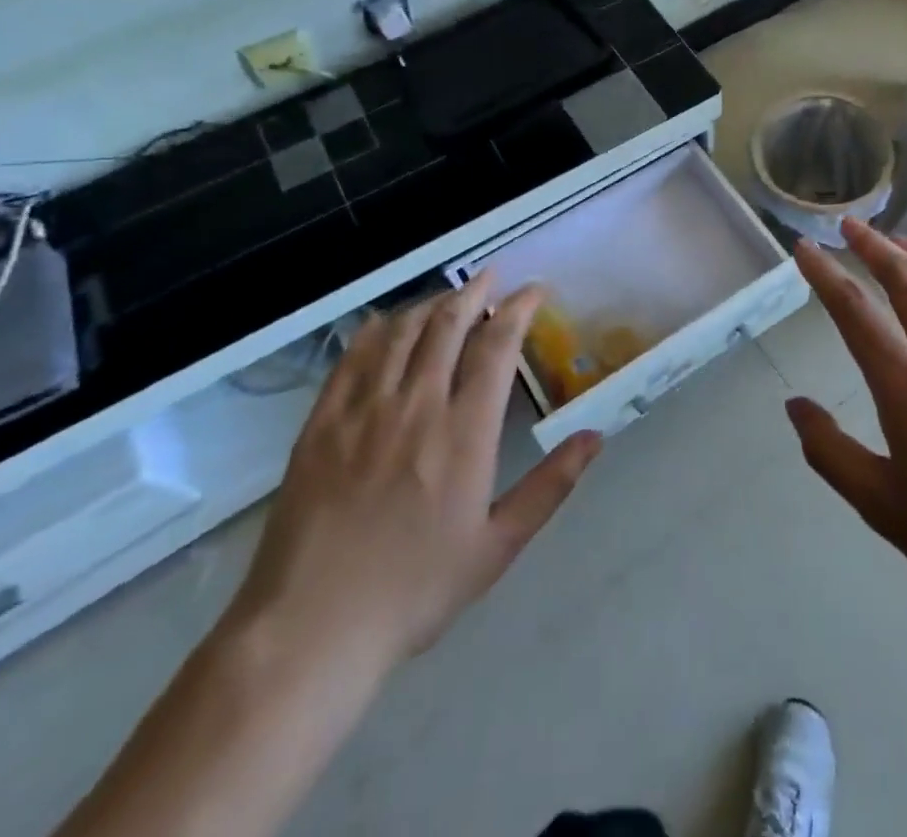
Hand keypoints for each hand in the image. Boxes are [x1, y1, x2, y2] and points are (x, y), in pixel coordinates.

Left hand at [228, 279, 601, 672]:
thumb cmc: (415, 590)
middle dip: (475, 291)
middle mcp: (416, 405)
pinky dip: (376, 330)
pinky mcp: (321, 424)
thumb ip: (550, 486)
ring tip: (449, 296)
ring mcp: (363, 411)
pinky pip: (352, 358)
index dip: (518, 309)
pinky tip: (387, 322)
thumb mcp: (497, 546)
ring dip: (430, 304)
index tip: (533, 291)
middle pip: (448, 325)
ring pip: (402, 332)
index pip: (496, 346)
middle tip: (492, 276)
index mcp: (464, 432)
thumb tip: (596, 437)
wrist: (310, 630)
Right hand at [786, 218, 906, 632]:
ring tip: (901, 241)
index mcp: (906, 382)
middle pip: (906, 277)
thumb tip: (794, 405)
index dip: (824, 273)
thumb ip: (830, 450)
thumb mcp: (880, 504)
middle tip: (850, 225)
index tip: (805, 248)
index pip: (854, 309)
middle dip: (873, 244)